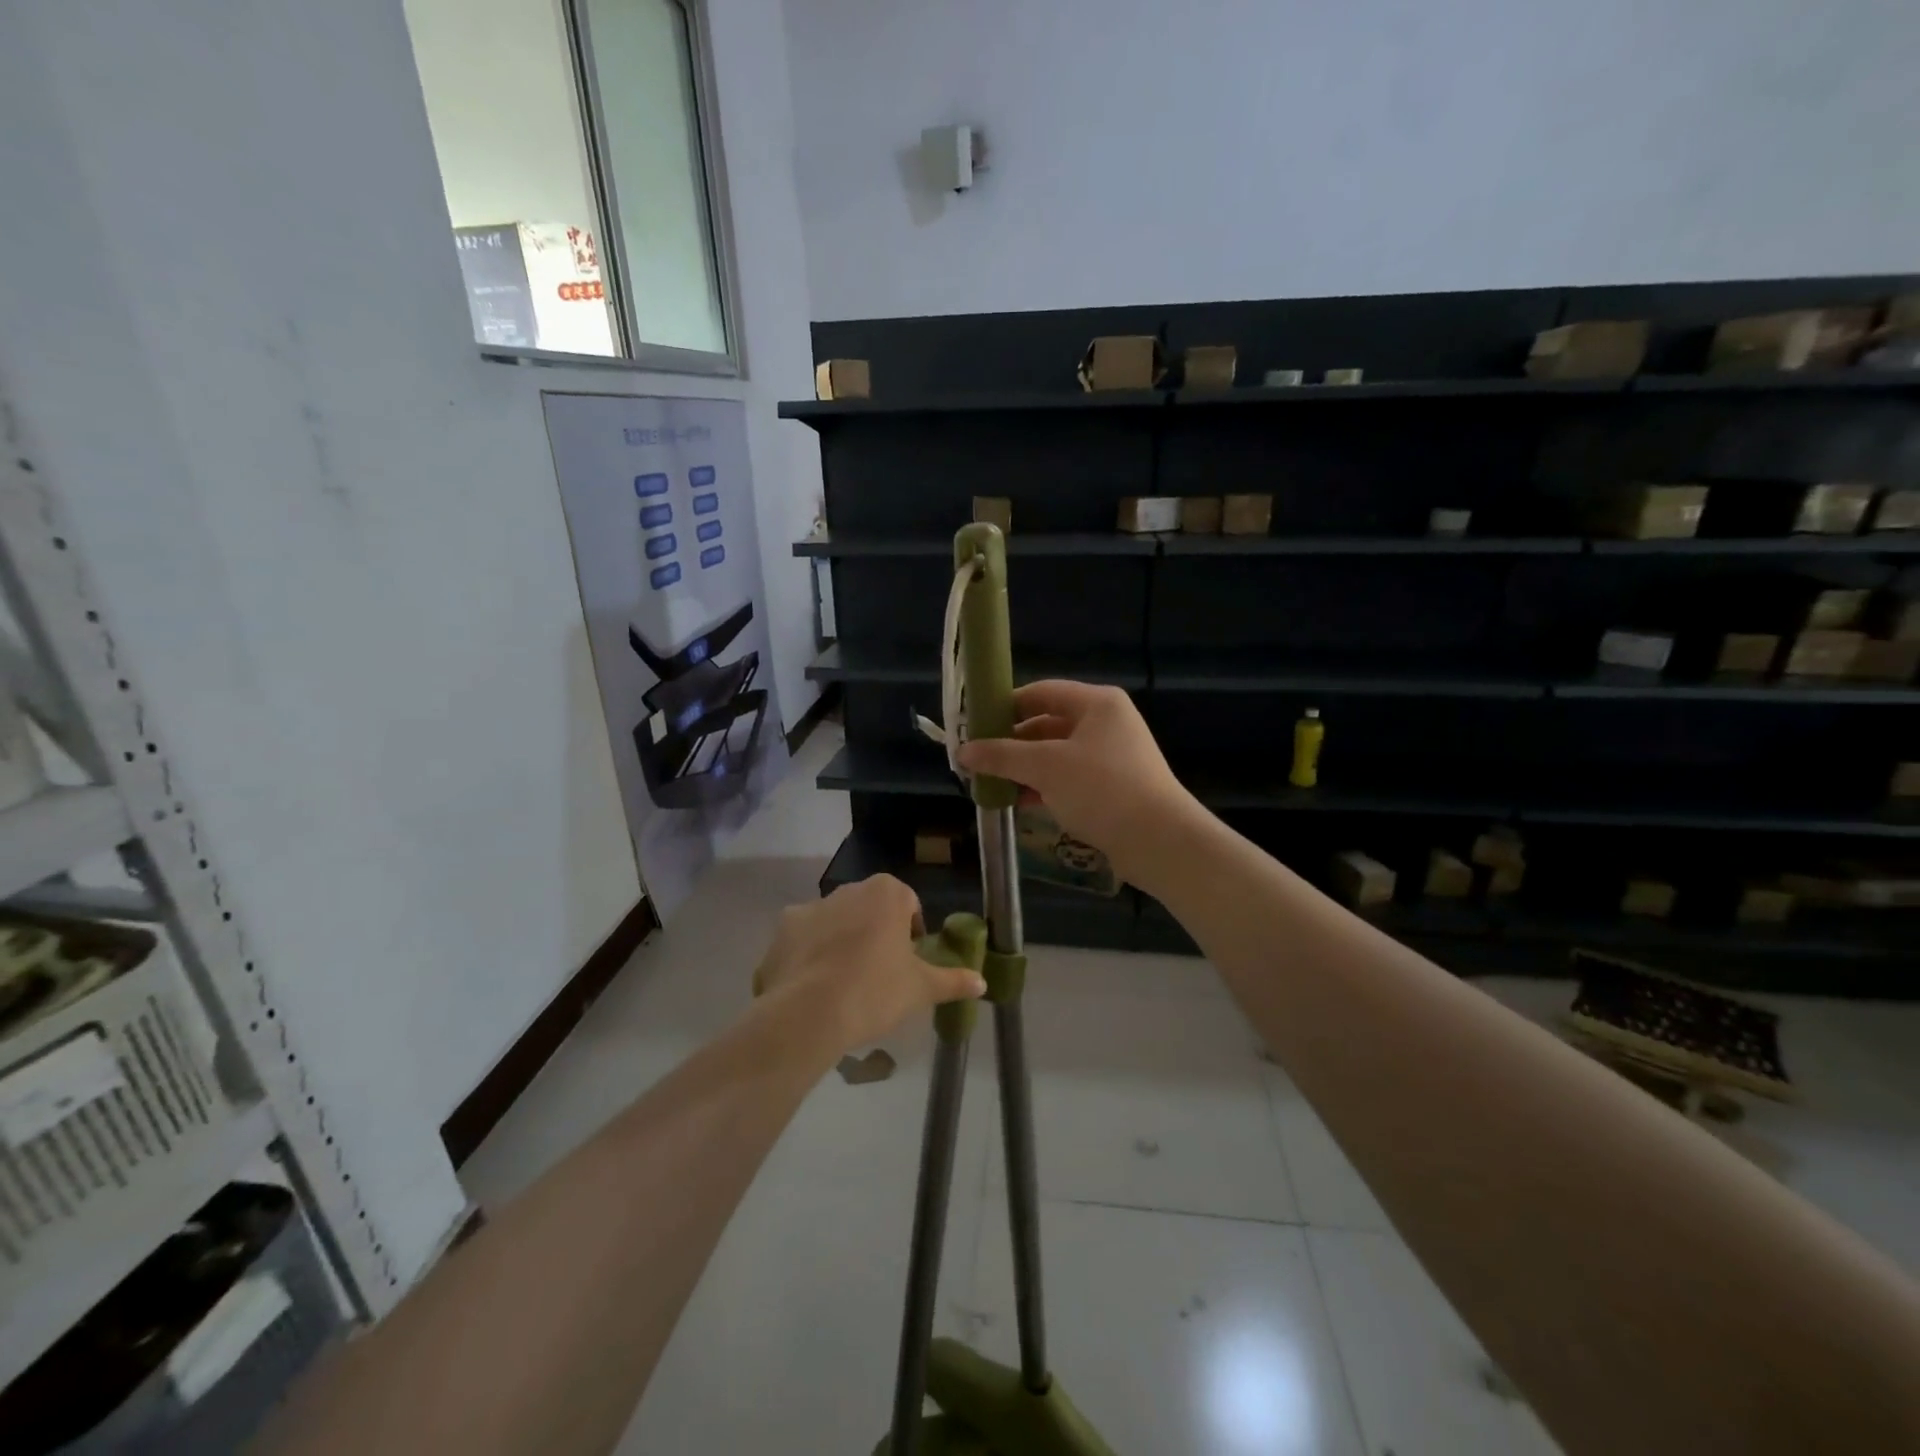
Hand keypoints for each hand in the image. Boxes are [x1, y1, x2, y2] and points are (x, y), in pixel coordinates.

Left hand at [753, 875, 986, 1051]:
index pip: (908, 903)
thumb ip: (953, 981)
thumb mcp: (922, 989)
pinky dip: (809, 955)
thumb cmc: (876, 991)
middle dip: (876, 933)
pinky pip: (804, 939)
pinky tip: (813, 987)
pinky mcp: (782, 930)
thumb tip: (981, 982)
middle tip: (880, 973)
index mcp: (886, 893)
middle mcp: (848, 889)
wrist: (809, 1014)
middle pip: (870, 908)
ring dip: (842, 941)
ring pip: (836, 921)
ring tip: (844, 984)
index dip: (911, 931)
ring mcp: (811, 907)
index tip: (908, 961)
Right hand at [957, 680, 1198, 884]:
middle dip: (1010, 743)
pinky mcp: (1112, 787)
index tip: (973, 726)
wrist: (1159, 841)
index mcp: (1096, 703)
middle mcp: (1106, 723)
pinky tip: (1016, 801)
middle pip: (1046, 724)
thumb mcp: (1045, 767)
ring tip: (989, 783)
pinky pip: (1068, 778)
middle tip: (976, 760)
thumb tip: (963, 751)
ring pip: (1055, 754)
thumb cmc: (1102, 789)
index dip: (1004, 707)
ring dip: (1023, 768)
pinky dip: (1042, 786)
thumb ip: (1001, 756)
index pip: (1040, 692)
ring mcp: (1111, 756)